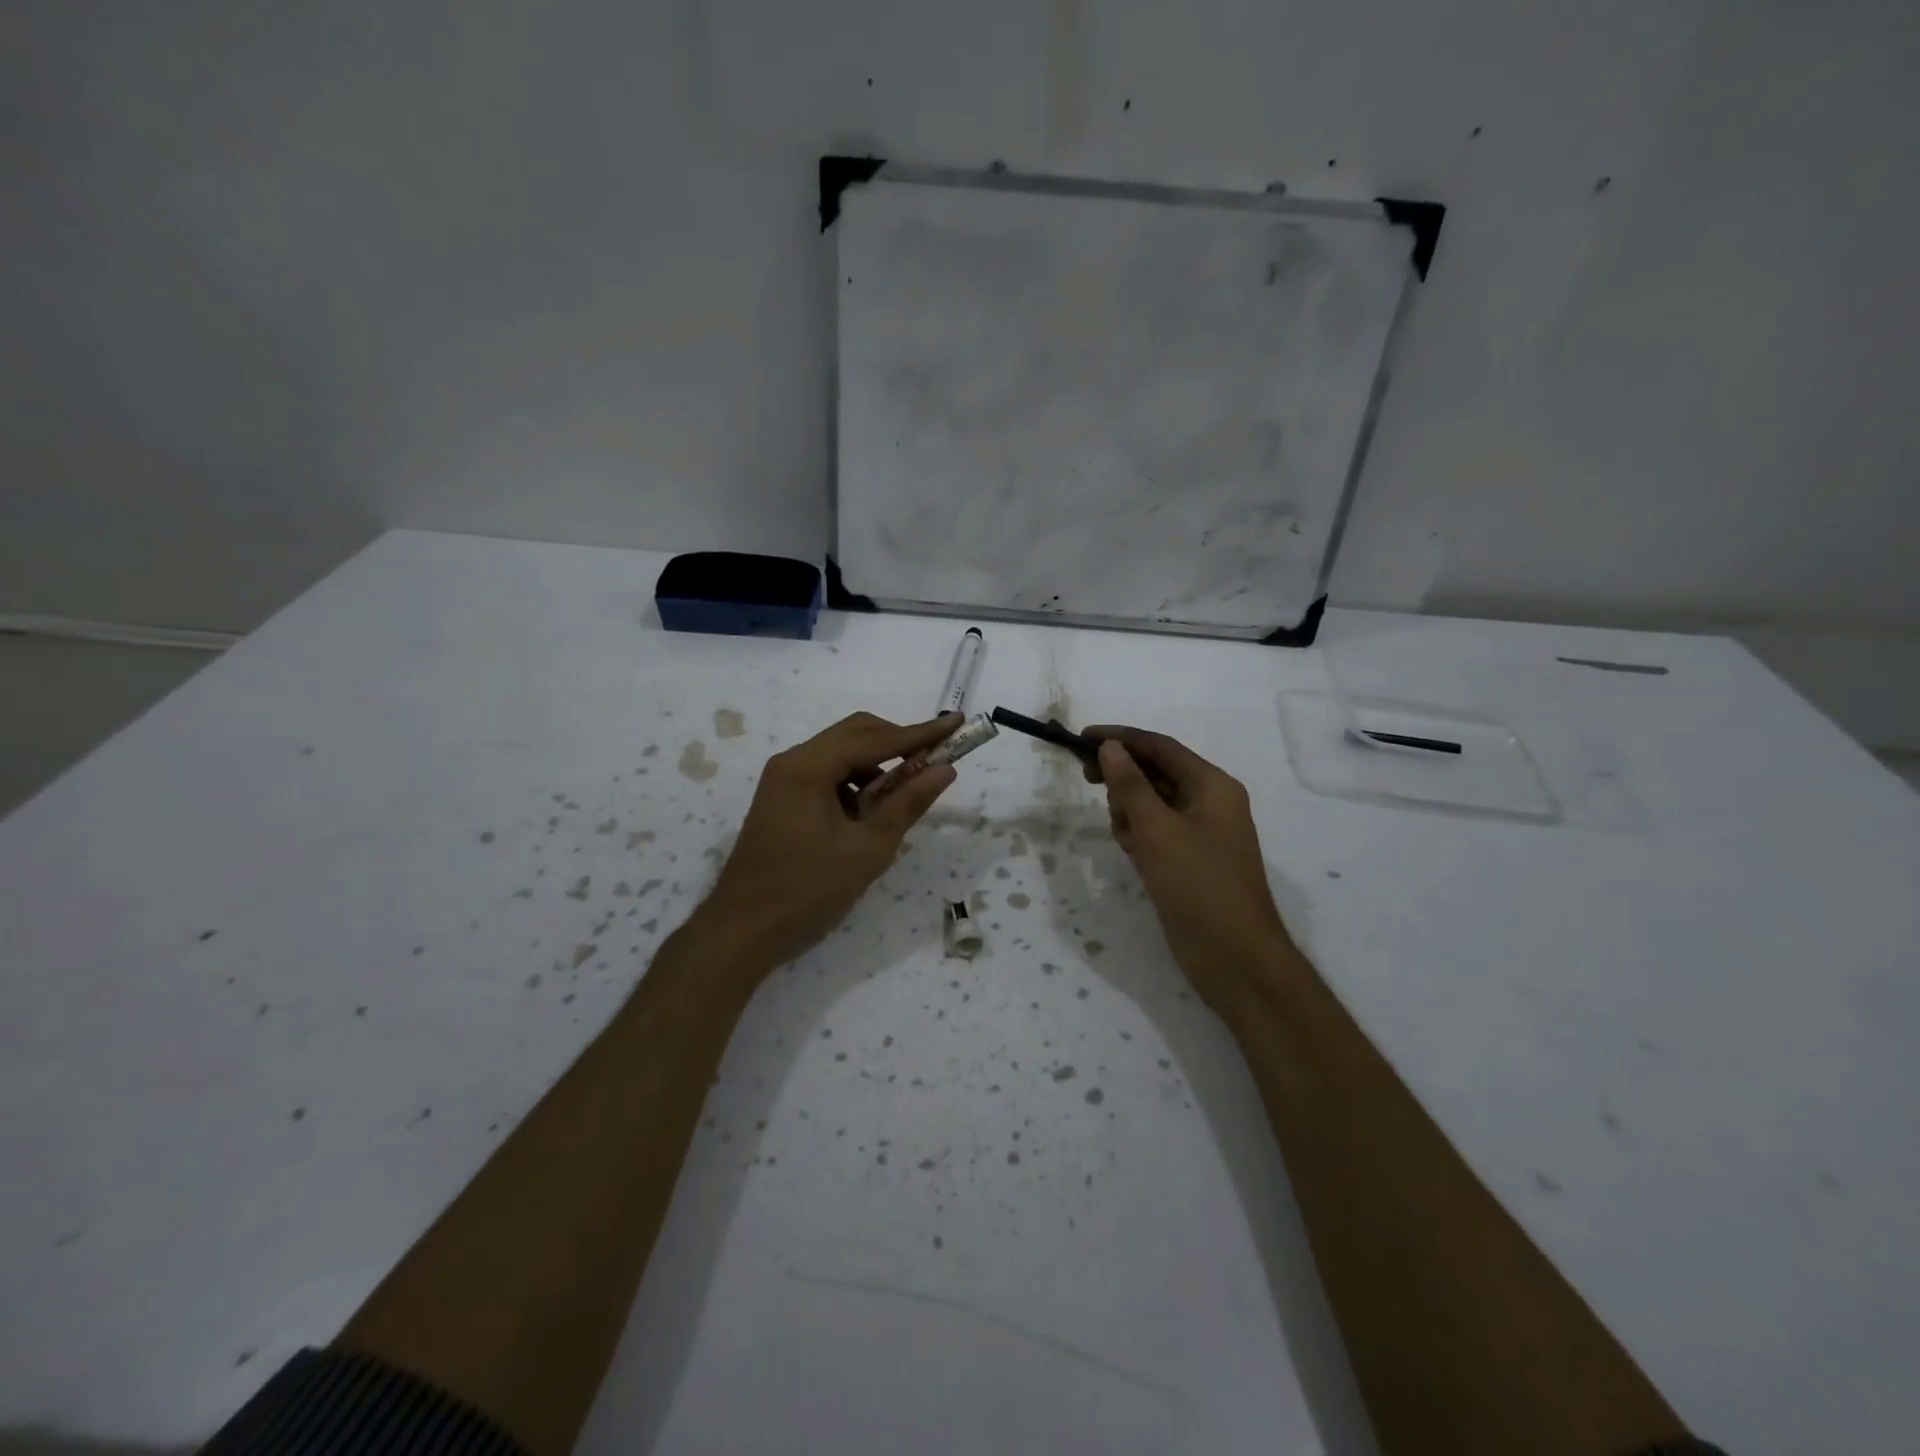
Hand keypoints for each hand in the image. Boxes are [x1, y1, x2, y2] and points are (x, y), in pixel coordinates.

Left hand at [699, 711, 962, 973]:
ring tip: (902, 799)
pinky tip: (869, 816)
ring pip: (841, 755)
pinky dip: (855, 785)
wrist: (742, 932)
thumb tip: (944, 769)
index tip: (957, 723)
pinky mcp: (782, 799)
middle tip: (935, 760)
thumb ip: (907, 804)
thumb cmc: (807, 890)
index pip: (875, 738)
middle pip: (855, 735)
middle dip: (898, 744)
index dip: (920, 732)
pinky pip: (827, 777)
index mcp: (809, 767)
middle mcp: (792, 762)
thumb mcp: (867, 849)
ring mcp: (783, 780)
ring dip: (876, 767)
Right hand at [1085, 726, 1291, 1011]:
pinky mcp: (1187, 860)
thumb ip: (1131, 785)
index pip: (1160, 747)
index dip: (1121, 738)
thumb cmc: (1198, 885)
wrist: (1234, 957)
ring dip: (1130, 811)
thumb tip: (1111, 747)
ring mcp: (1199, 833)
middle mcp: (1209, 802)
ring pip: (1151, 804)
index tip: (1082, 738)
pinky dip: (1139, 835)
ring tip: (1127, 837)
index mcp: (1212, 786)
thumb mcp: (1158, 830)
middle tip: (1088, 781)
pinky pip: (1155, 832)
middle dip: (1124, 778)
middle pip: (1155, 773)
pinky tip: (1133, 854)